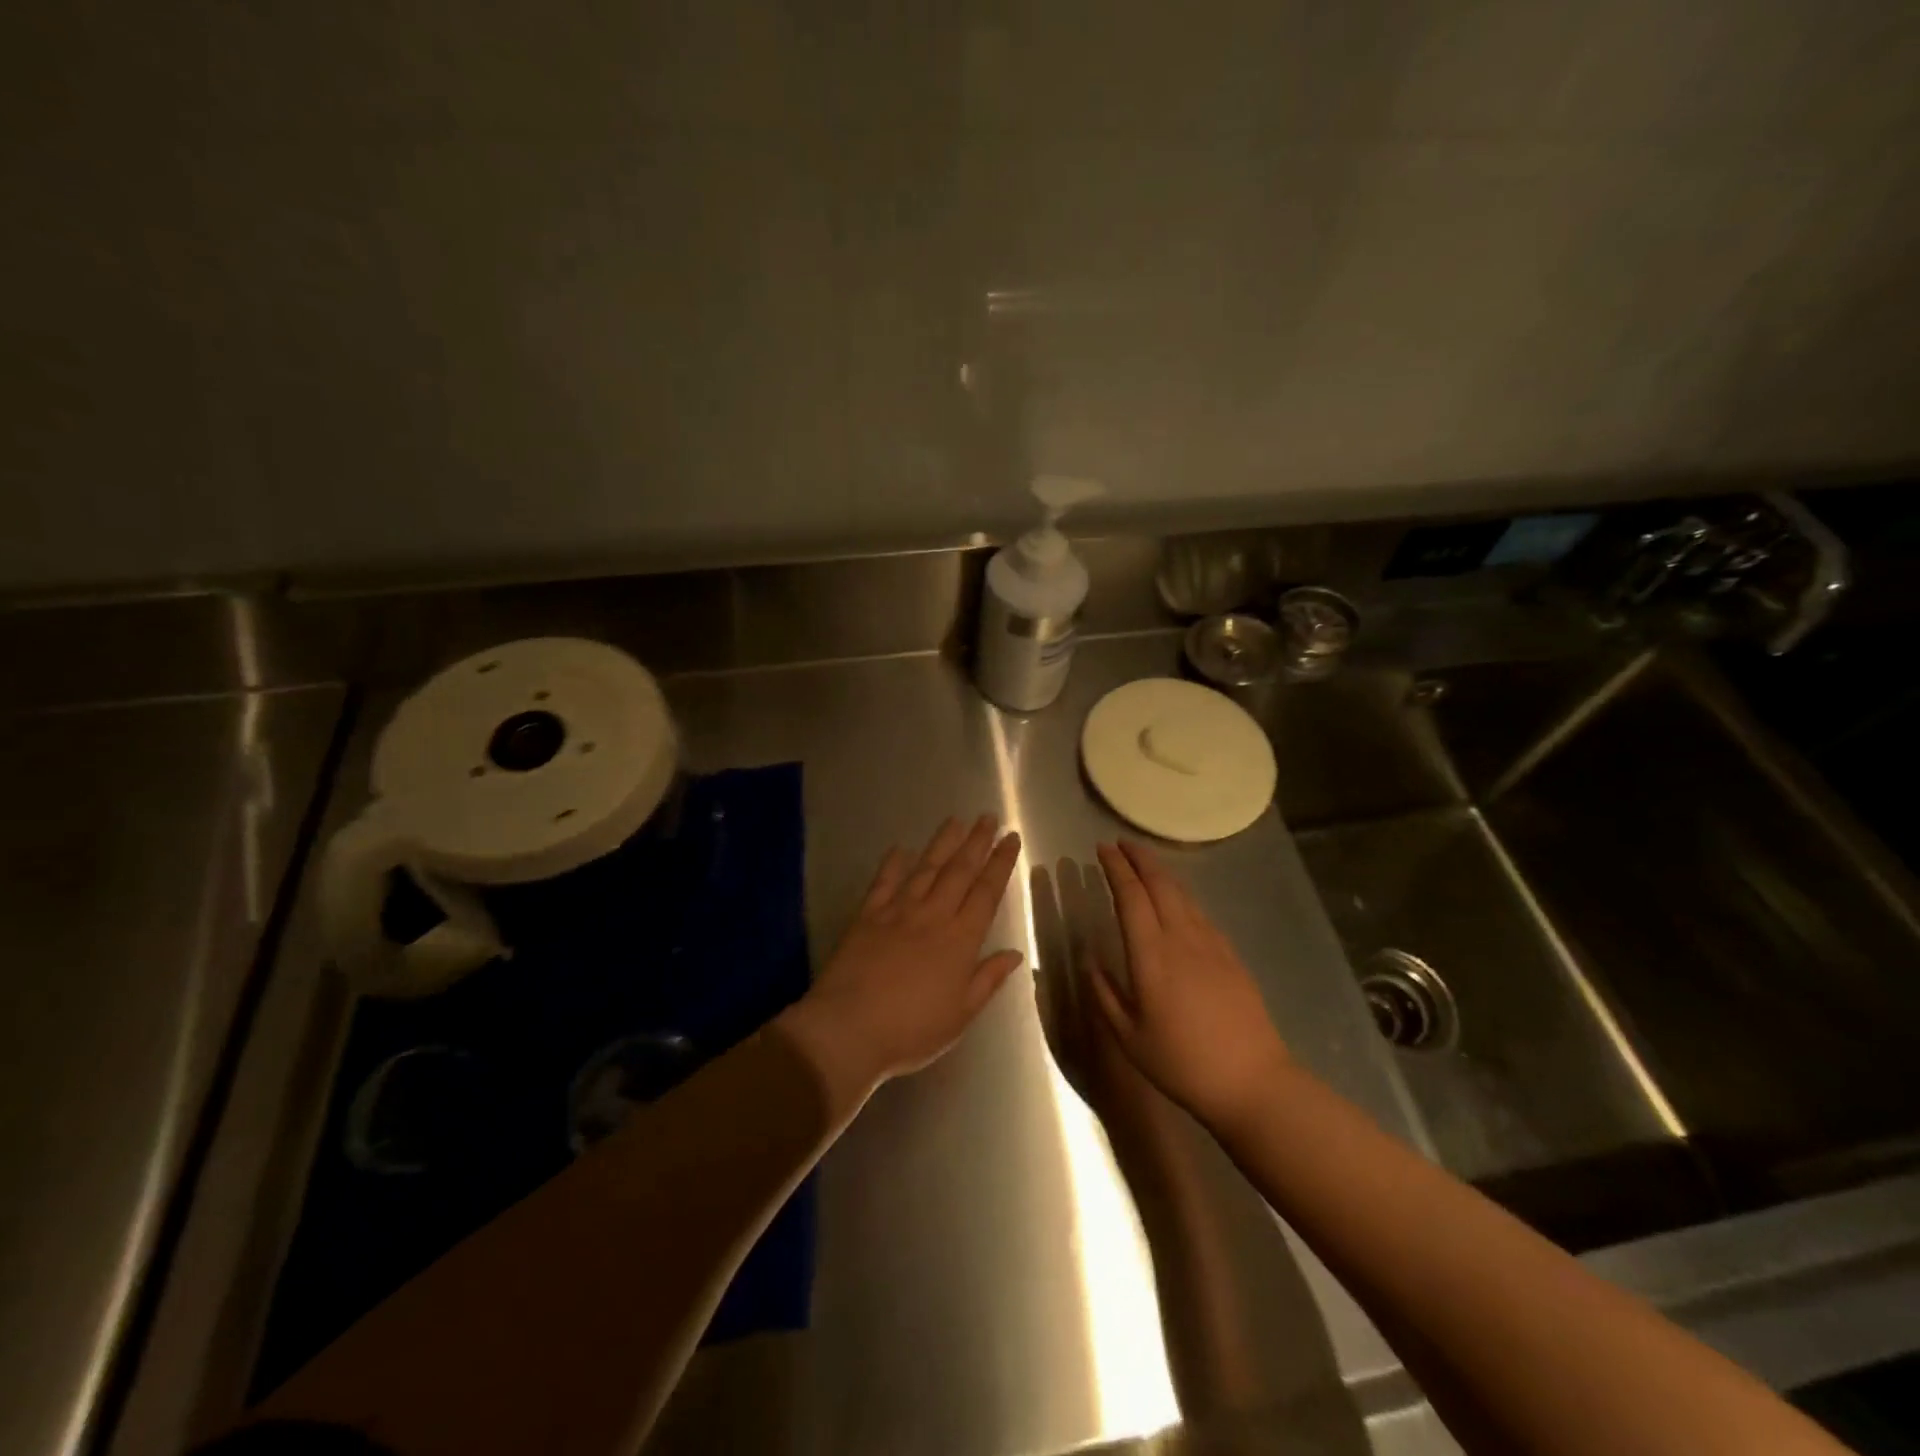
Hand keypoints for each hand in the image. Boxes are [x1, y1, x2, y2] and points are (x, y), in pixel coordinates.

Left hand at [781, 815, 1023, 1106]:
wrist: (849, 1029)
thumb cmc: (911, 1030)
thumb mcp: (960, 1015)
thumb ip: (987, 979)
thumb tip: (1014, 953)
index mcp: (960, 939)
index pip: (986, 892)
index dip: (1000, 863)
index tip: (1011, 839)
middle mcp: (933, 915)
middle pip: (959, 871)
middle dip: (977, 842)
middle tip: (988, 817)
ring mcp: (898, 912)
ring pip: (926, 868)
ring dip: (943, 843)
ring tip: (956, 820)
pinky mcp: (867, 916)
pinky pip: (884, 882)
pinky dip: (893, 864)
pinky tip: (900, 848)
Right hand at [1088, 841, 1292, 1131]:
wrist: (1252, 1081)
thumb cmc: (1182, 1063)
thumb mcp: (1129, 1037)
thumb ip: (1104, 992)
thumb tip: (1088, 957)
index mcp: (1151, 955)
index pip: (1130, 896)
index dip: (1115, 868)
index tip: (1101, 849)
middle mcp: (1181, 938)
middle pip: (1160, 884)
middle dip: (1139, 858)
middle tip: (1120, 843)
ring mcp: (1211, 944)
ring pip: (1183, 894)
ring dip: (1161, 872)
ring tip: (1144, 863)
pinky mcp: (1231, 955)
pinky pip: (1200, 913)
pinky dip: (1182, 896)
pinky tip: (1177, 902)